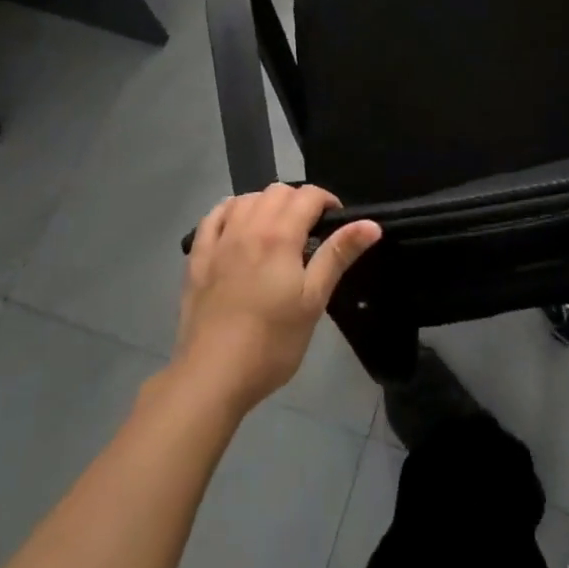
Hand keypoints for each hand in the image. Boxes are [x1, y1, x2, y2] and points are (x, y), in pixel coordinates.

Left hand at [174, 184, 380, 414]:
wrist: (212, 377)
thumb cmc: (272, 342)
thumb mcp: (314, 301)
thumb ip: (338, 255)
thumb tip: (371, 224)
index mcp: (280, 235)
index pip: (308, 195)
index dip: (327, 201)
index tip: (335, 224)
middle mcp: (249, 226)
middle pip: (278, 191)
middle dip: (298, 201)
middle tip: (309, 231)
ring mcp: (219, 241)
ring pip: (246, 198)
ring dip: (266, 203)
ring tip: (276, 230)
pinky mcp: (197, 258)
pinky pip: (213, 216)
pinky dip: (231, 211)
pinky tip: (238, 226)